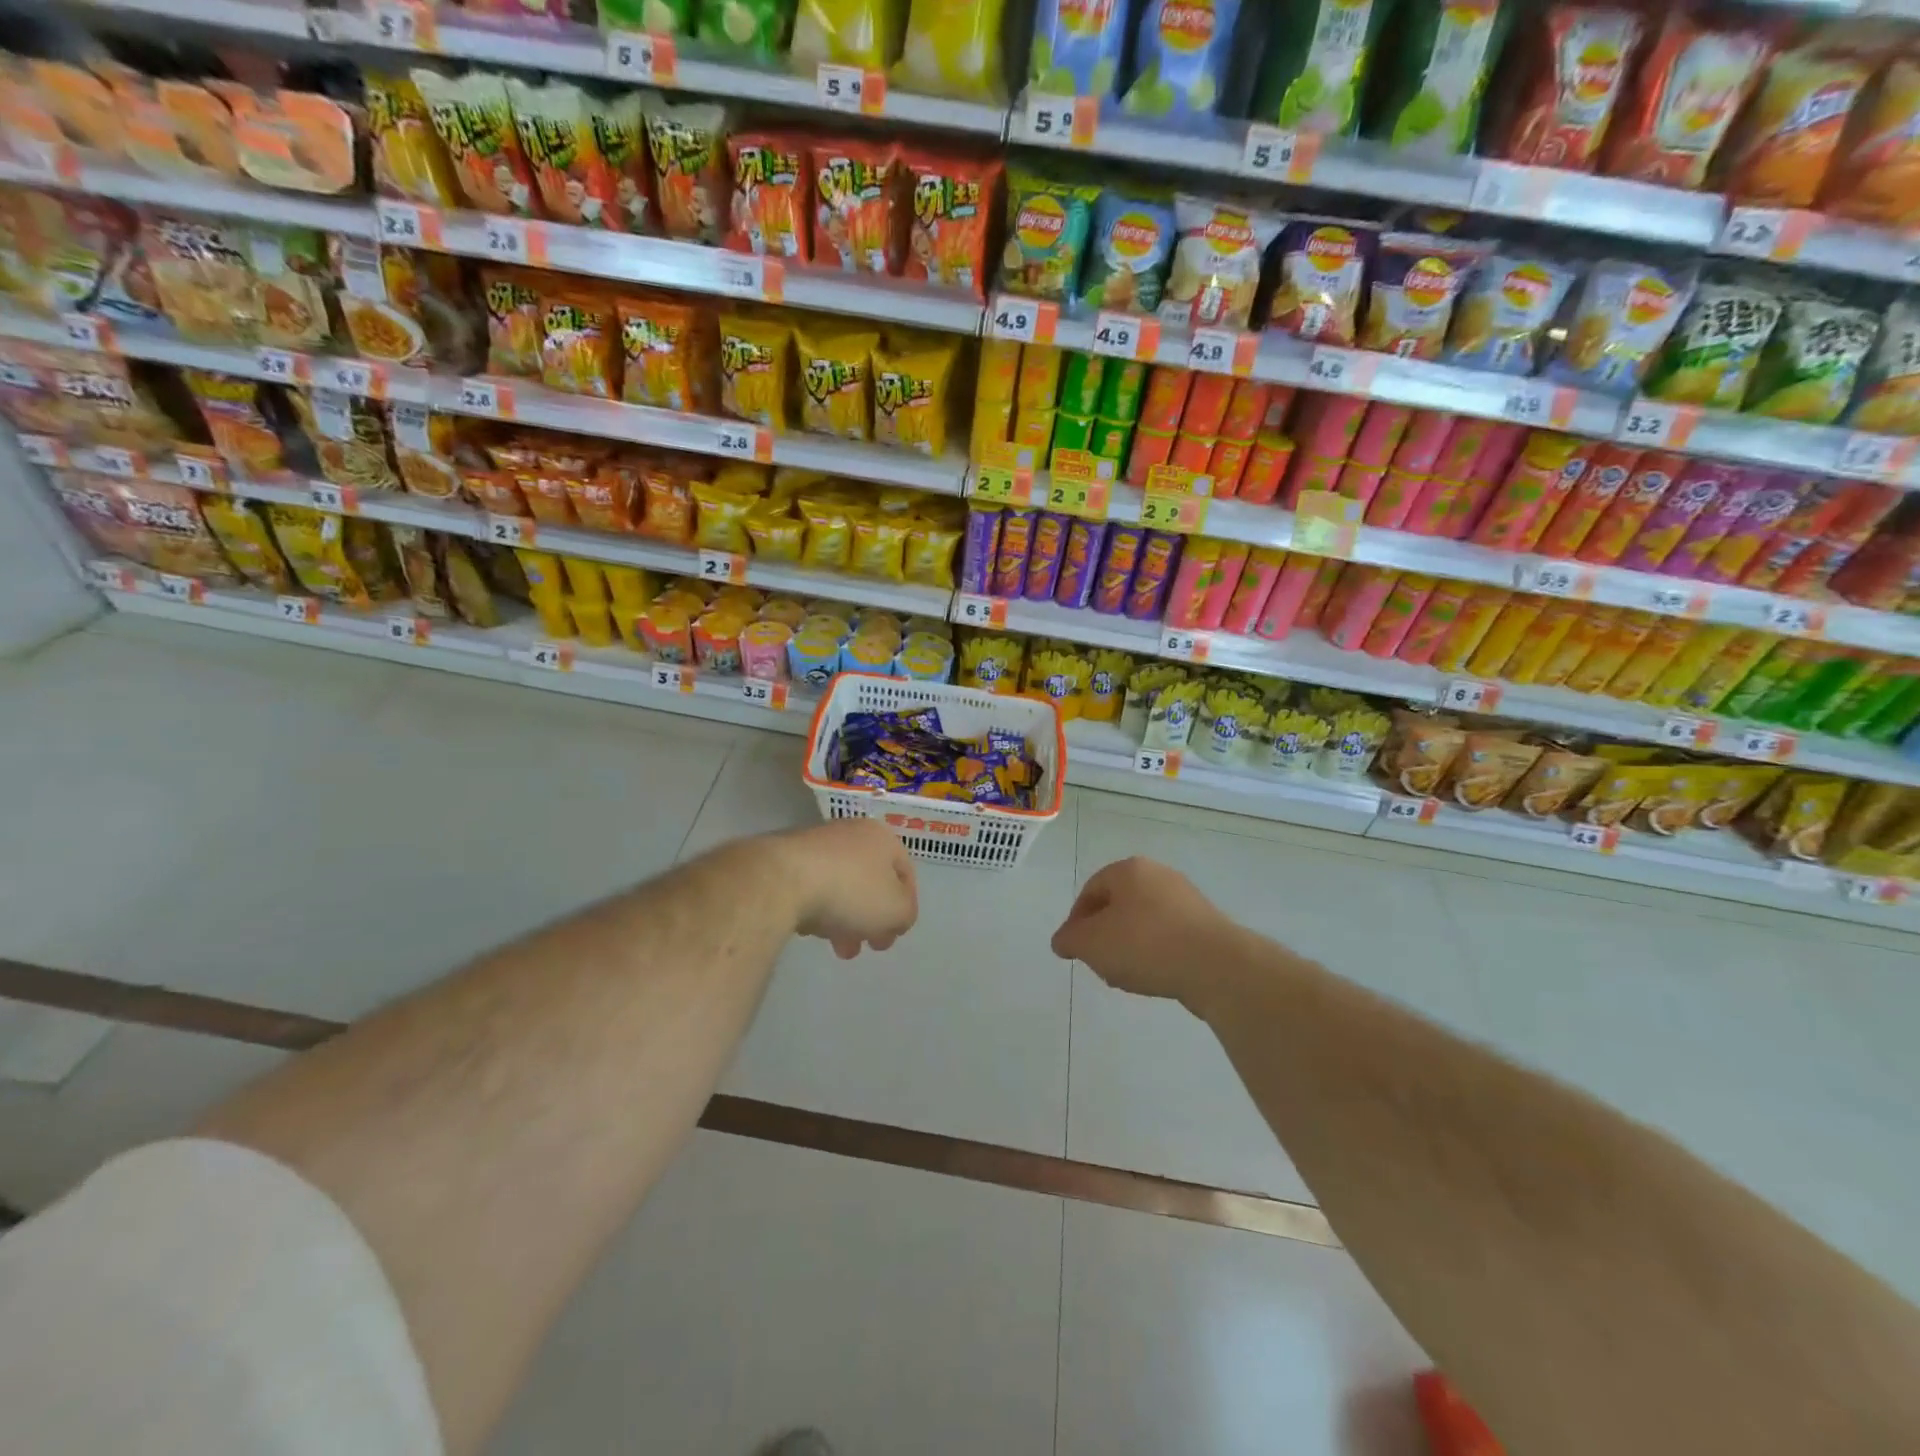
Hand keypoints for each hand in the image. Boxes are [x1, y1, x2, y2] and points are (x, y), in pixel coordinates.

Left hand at [778, 819, 918, 958]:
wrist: (781, 879)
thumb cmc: (850, 891)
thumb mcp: (896, 910)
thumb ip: (905, 914)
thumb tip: (897, 916)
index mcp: (882, 837)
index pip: (905, 872)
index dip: (906, 906)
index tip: (896, 934)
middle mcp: (851, 833)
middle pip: (871, 881)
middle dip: (872, 919)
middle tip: (868, 946)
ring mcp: (816, 843)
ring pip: (841, 886)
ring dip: (845, 919)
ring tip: (837, 947)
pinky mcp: (785, 858)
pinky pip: (812, 887)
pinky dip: (817, 908)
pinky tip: (810, 929)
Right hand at [1051, 857, 1239, 1009]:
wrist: (1216, 966)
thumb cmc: (1145, 944)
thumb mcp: (1091, 943)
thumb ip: (1070, 940)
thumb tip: (1063, 941)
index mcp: (1129, 870)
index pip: (1090, 891)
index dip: (1076, 922)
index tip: (1075, 950)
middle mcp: (1159, 875)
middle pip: (1118, 906)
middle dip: (1104, 936)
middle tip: (1100, 964)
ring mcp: (1186, 899)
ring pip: (1143, 923)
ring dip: (1129, 947)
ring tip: (1127, 977)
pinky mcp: (1207, 925)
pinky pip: (1169, 937)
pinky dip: (1156, 954)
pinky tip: (1155, 977)